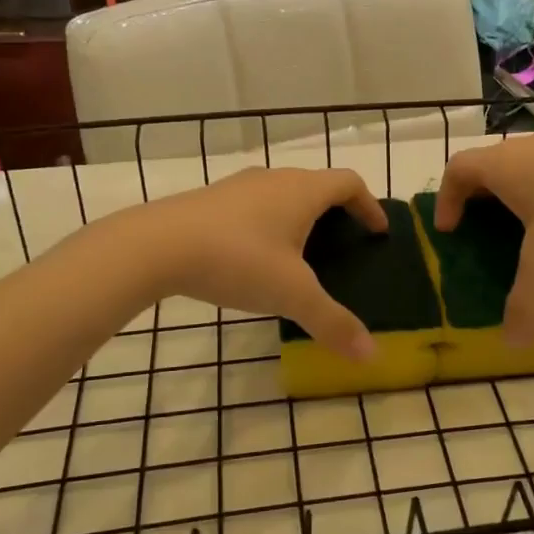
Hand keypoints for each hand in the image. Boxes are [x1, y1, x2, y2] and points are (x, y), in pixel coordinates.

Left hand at [128, 167, 386, 358]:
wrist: (156, 245)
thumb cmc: (237, 260)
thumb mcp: (291, 294)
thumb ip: (332, 322)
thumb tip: (371, 355)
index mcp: (303, 191)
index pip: (349, 183)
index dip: (369, 205)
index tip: (378, 231)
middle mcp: (274, 179)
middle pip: (317, 185)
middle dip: (337, 212)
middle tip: (344, 245)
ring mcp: (238, 186)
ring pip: (282, 194)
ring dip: (300, 217)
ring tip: (302, 254)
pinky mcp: (210, 200)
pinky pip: (254, 206)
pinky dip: (268, 224)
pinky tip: (256, 257)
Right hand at [435, 133, 533, 344]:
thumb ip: (526, 304)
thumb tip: (513, 344)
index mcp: (504, 166)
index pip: (457, 169)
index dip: (446, 199)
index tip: (450, 230)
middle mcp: (530, 147)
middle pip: (491, 167)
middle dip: (482, 201)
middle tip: (485, 235)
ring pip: (529, 168)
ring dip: (521, 197)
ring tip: (533, 234)